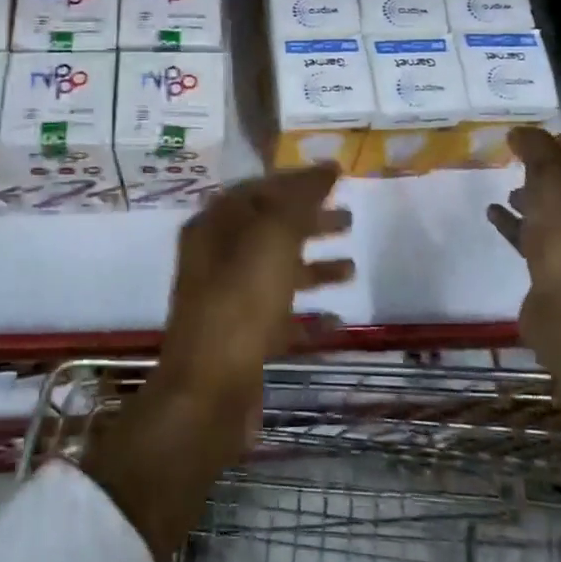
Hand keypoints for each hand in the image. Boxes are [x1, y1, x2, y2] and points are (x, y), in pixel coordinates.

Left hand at [157, 164, 353, 422]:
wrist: (208, 393)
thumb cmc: (240, 303)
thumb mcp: (272, 239)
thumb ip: (299, 200)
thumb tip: (326, 168)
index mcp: (215, 227)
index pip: (259, 189)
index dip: (297, 181)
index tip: (336, 178)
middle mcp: (217, 259)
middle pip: (269, 229)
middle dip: (310, 222)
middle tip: (349, 219)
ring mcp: (228, 301)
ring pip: (277, 273)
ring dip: (314, 268)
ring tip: (352, 268)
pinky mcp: (242, 340)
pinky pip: (281, 318)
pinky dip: (309, 316)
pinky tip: (338, 321)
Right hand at [486, 127, 560, 349]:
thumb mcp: (553, 183)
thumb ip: (537, 151)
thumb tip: (521, 130)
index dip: (560, 146)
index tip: (530, 138)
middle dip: (546, 174)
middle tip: (516, 160)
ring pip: (556, 217)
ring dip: (531, 201)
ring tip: (506, 189)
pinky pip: (537, 241)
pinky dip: (518, 226)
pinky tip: (494, 215)